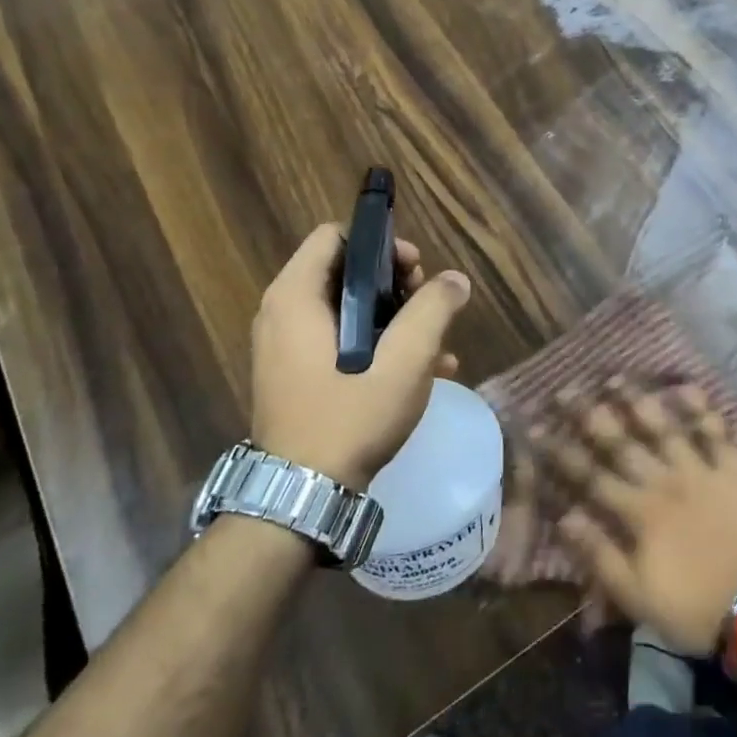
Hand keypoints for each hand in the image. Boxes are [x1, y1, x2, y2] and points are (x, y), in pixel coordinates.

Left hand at [250, 223, 471, 489]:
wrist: (300, 499)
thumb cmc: (350, 417)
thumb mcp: (405, 361)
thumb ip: (433, 310)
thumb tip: (455, 280)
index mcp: (296, 297)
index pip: (334, 236)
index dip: (380, 244)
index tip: (415, 270)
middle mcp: (282, 314)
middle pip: (344, 271)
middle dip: (394, 283)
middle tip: (428, 305)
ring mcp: (285, 349)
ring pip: (346, 309)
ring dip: (393, 317)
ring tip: (435, 343)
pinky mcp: (295, 377)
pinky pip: (337, 342)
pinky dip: (375, 345)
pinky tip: (422, 373)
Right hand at [534, 377, 736, 653]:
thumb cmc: (697, 607)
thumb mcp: (638, 596)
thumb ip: (600, 554)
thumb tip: (564, 516)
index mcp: (640, 512)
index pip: (591, 476)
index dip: (562, 452)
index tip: (537, 428)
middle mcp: (665, 481)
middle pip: (622, 443)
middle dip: (590, 415)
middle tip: (567, 389)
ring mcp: (701, 471)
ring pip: (665, 428)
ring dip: (639, 401)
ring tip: (616, 378)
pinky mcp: (734, 471)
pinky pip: (716, 433)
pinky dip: (702, 409)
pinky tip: (687, 387)